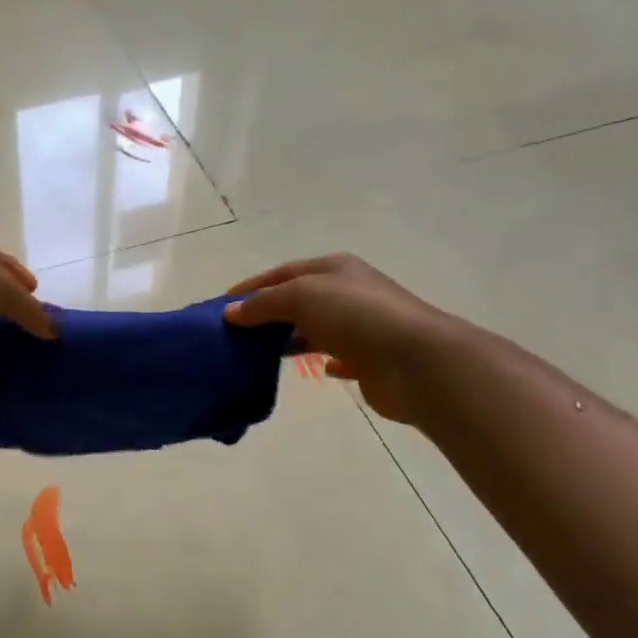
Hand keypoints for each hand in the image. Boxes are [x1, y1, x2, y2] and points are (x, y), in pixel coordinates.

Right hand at [223, 254, 459, 424]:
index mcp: (335, 269)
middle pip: (298, 299)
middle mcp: (349, 292)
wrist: (416, 361)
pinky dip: (322, 360)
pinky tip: (312, 369)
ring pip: (315, 328)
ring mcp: (361, 327)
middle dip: (267, 313)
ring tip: (258, 354)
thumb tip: (231, 313)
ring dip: (290, 338)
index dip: (252, 287)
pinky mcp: (369, 359)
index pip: (283, 273)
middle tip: (235, 334)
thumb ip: (264, 304)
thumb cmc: (356, 317)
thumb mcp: (301, 297)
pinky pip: (338, 356)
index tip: (221, 306)